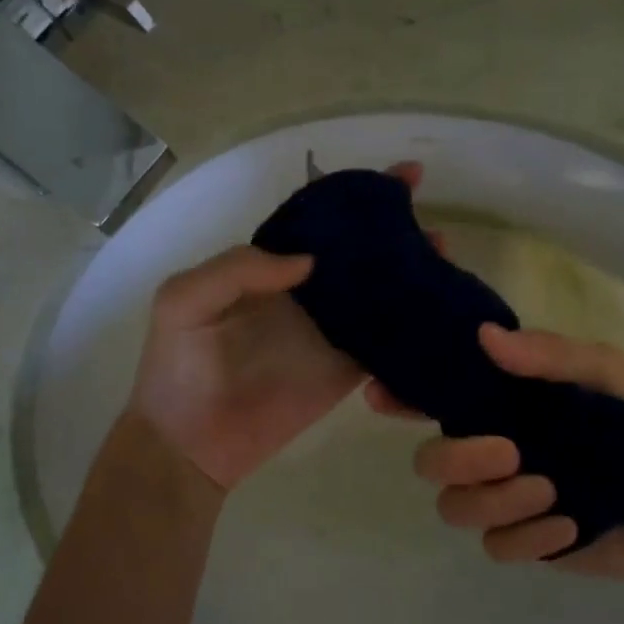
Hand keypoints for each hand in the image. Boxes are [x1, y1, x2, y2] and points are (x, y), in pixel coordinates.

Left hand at [130, 162, 422, 490]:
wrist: (188, 444)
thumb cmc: (177, 369)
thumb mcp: (183, 303)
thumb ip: (236, 269)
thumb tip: (307, 260)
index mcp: (271, 271)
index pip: (320, 227)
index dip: (356, 202)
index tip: (402, 179)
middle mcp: (307, 296)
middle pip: (360, 257)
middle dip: (398, 237)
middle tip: (434, 229)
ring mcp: (329, 333)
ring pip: (380, 295)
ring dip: (414, 276)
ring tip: (445, 260)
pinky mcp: (345, 371)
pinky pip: (384, 344)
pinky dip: (411, 328)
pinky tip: (441, 311)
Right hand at [366, 323, 623, 584]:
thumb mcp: (608, 374)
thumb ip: (551, 356)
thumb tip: (485, 338)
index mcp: (505, 407)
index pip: (437, 399)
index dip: (402, 397)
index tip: (383, 395)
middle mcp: (494, 451)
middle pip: (429, 462)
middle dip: (457, 458)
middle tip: (509, 452)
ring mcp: (507, 500)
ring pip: (454, 507)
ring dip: (496, 499)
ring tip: (552, 491)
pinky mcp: (527, 543)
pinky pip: (496, 546)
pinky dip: (529, 536)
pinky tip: (569, 525)